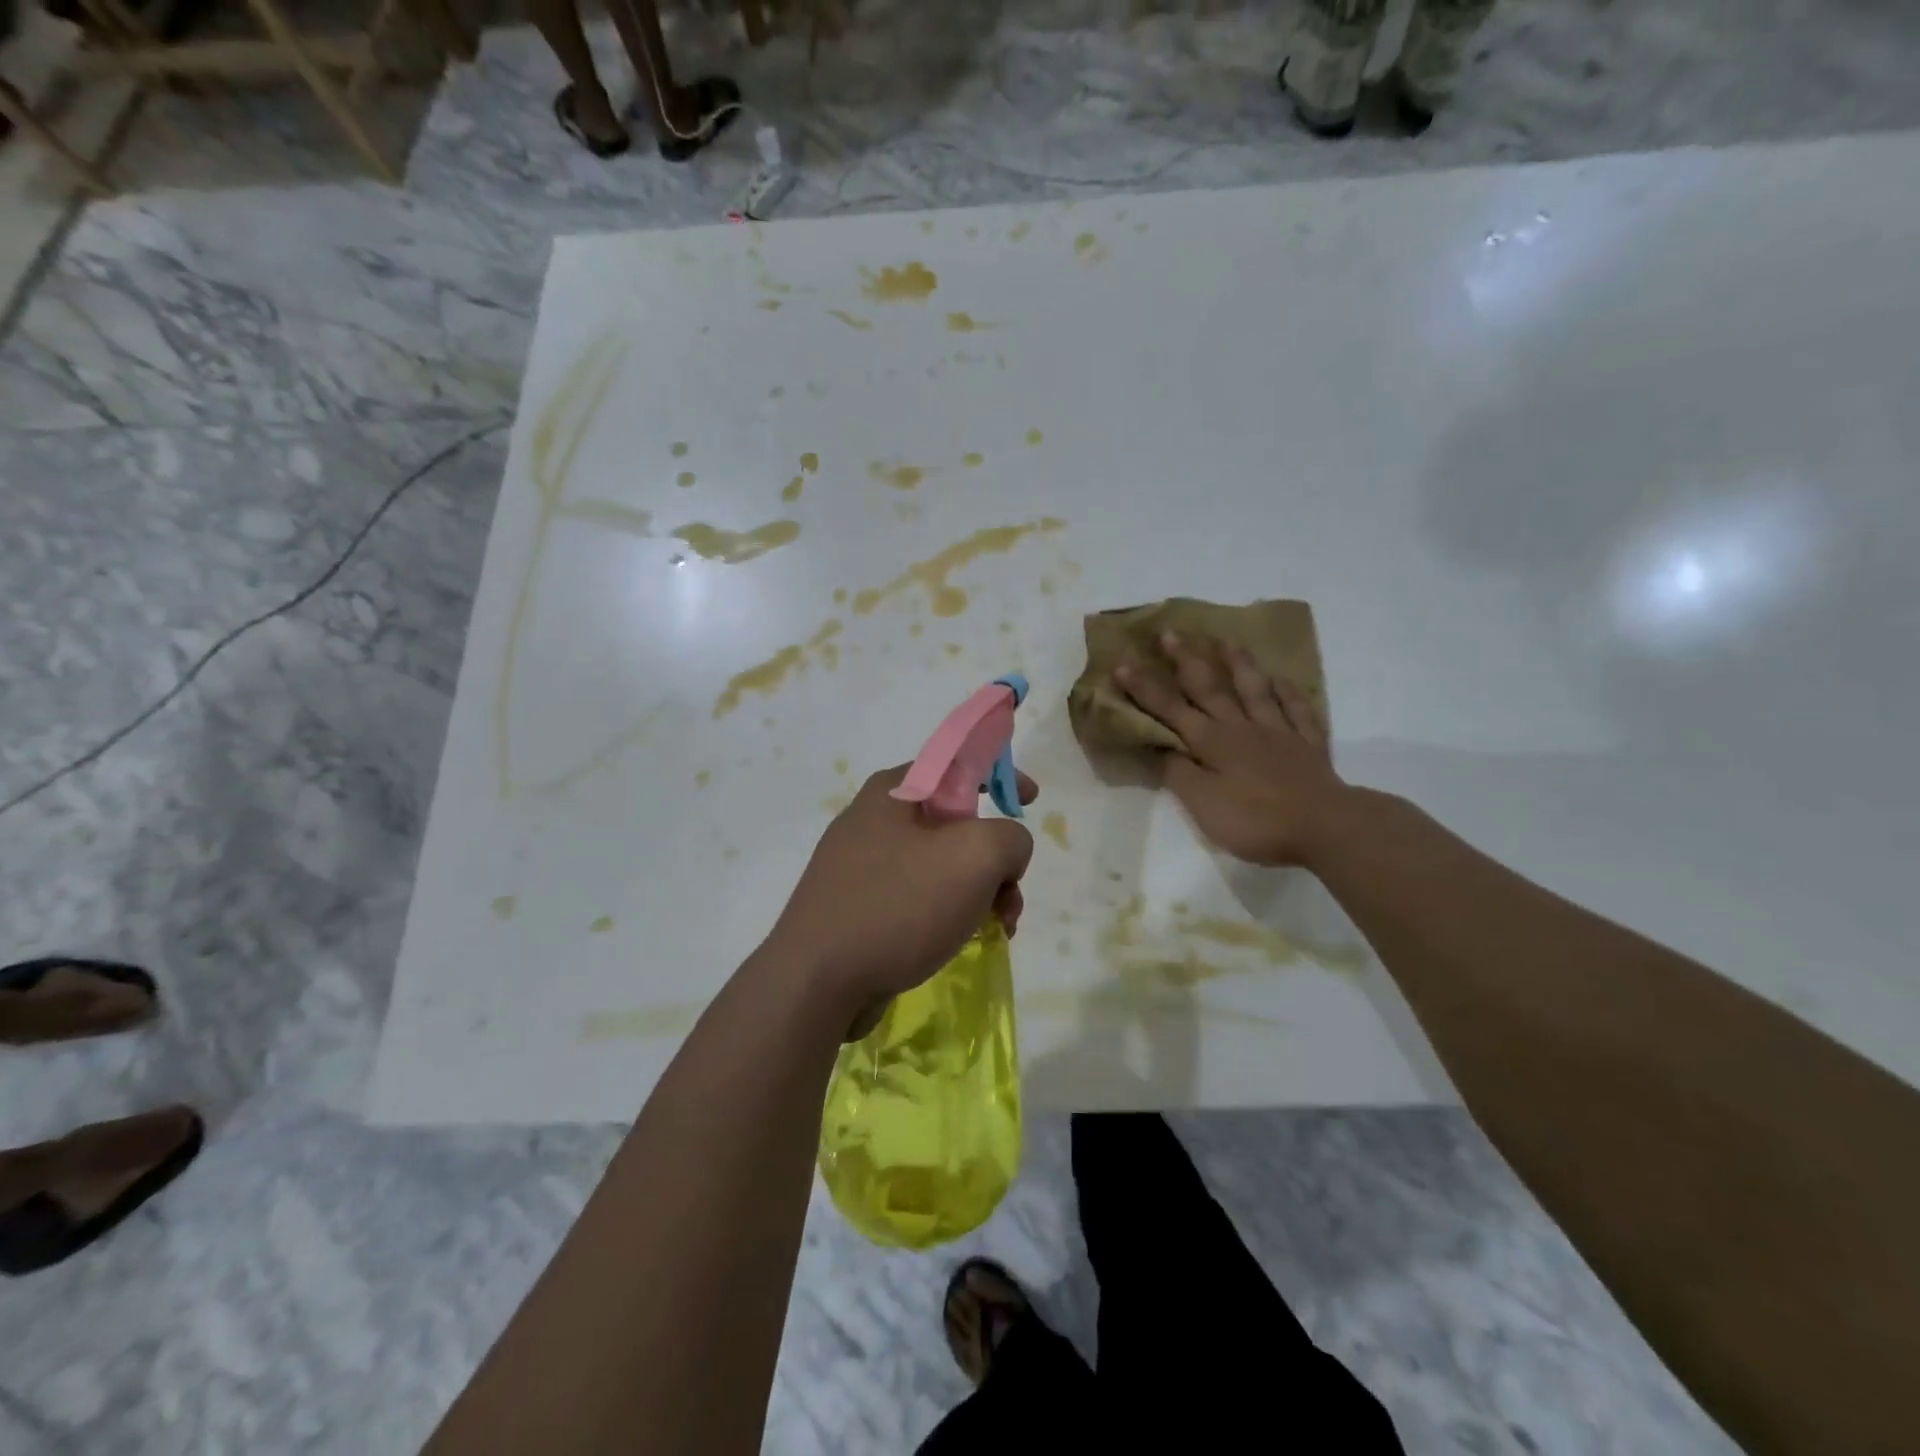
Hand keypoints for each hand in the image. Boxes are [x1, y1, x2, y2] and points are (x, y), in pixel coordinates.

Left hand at [766, 765, 1036, 1031]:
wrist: (817, 982)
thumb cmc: (898, 905)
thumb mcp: (975, 856)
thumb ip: (1010, 837)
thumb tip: (1005, 852)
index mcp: (894, 792)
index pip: (957, 764)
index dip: (1000, 775)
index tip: (1031, 799)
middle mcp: (874, 820)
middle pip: (956, 823)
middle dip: (996, 857)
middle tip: (1011, 892)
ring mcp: (862, 866)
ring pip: (941, 866)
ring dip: (979, 891)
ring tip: (998, 927)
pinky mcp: (859, 906)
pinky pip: (918, 897)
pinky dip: (949, 912)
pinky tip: (962, 941)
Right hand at [1115, 633, 1348, 866]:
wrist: (1324, 827)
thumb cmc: (1255, 820)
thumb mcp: (1203, 805)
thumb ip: (1179, 773)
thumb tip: (1160, 747)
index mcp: (1211, 742)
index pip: (1170, 709)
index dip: (1144, 688)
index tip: (1123, 664)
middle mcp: (1241, 727)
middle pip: (1209, 688)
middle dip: (1186, 660)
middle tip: (1171, 633)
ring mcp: (1278, 731)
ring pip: (1254, 689)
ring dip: (1238, 663)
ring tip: (1227, 639)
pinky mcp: (1307, 744)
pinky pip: (1296, 708)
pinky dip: (1287, 691)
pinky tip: (1281, 679)